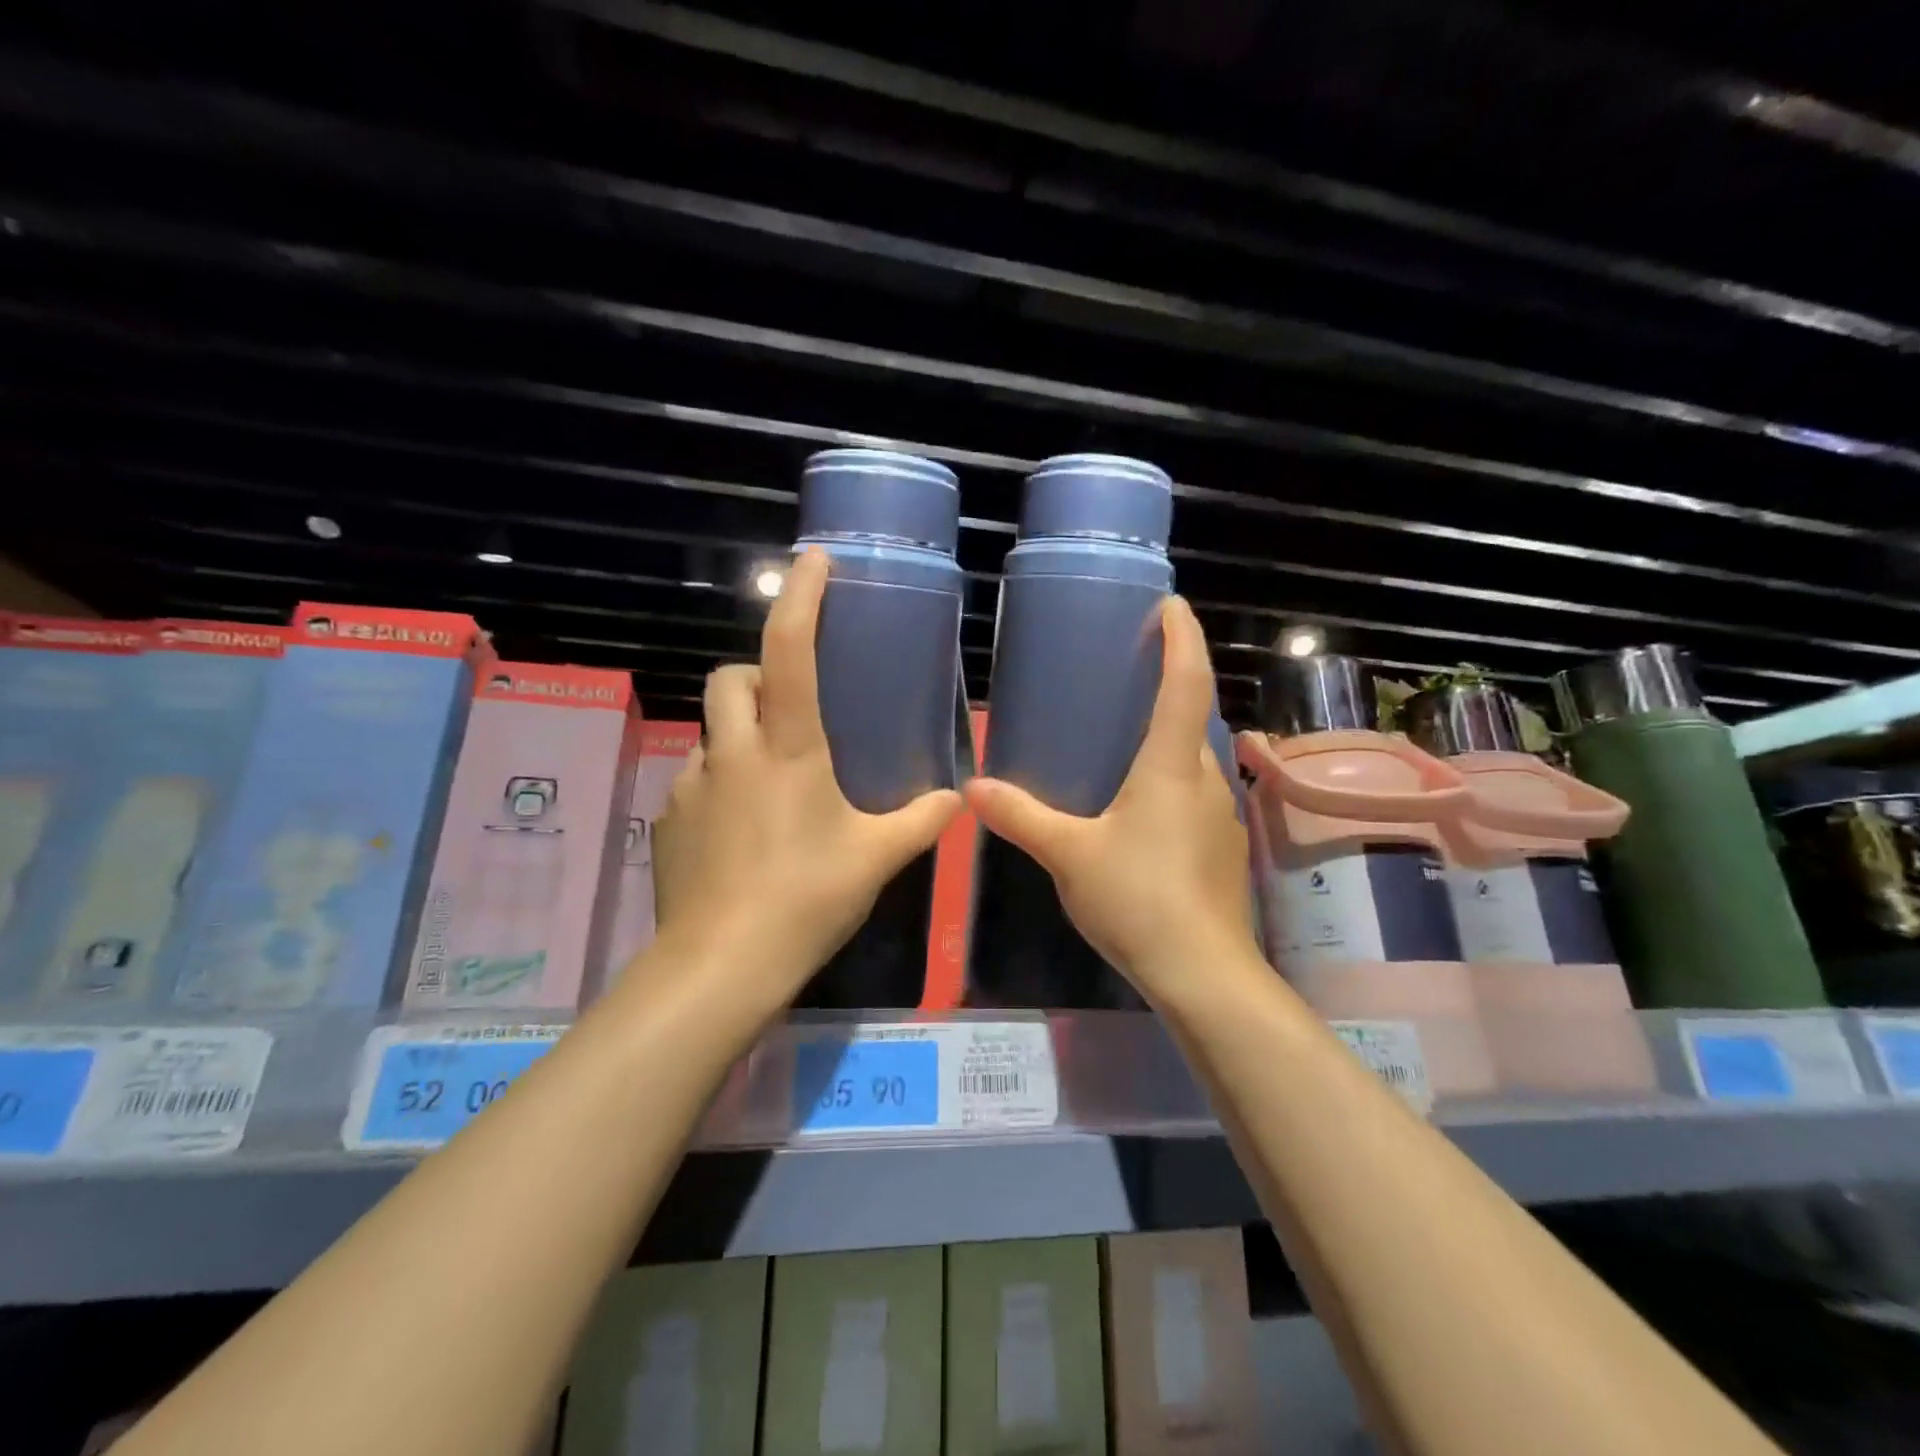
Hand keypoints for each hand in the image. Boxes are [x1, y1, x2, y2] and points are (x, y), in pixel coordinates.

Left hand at [649, 548, 962, 1003]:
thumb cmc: (806, 898)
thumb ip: (920, 822)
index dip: (801, 597)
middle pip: (730, 677)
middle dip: (757, 674)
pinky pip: (696, 779)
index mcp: (788, 748)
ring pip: (711, 731)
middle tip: (791, 708)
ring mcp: (691, 784)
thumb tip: (956, 799)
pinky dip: (720, 783)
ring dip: (739, 735)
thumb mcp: (875, 858)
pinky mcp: (668, 819)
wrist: (720, 964)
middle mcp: (732, 751)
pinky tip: (742, 830)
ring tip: (771, 781)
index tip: (813, 561)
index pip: (790, 650)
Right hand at [962, 596, 1255, 1002]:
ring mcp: (1219, 816)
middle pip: (1193, 717)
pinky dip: (1168, 779)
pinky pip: (1193, 794)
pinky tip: (1136, 805)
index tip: (1171, 604)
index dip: (1181, 638)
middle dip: (1170, 684)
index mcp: (1171, 767)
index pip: (1186, 683)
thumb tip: (972, 790)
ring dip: (1167, 737)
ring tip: (1124, 736)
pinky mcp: (1220, 848)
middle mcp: (1205, 780)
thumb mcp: (1069, 855)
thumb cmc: (1138, 899)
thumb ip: (1021, 817)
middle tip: (1131, 670)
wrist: (1203, 973)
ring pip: (1193, 760)